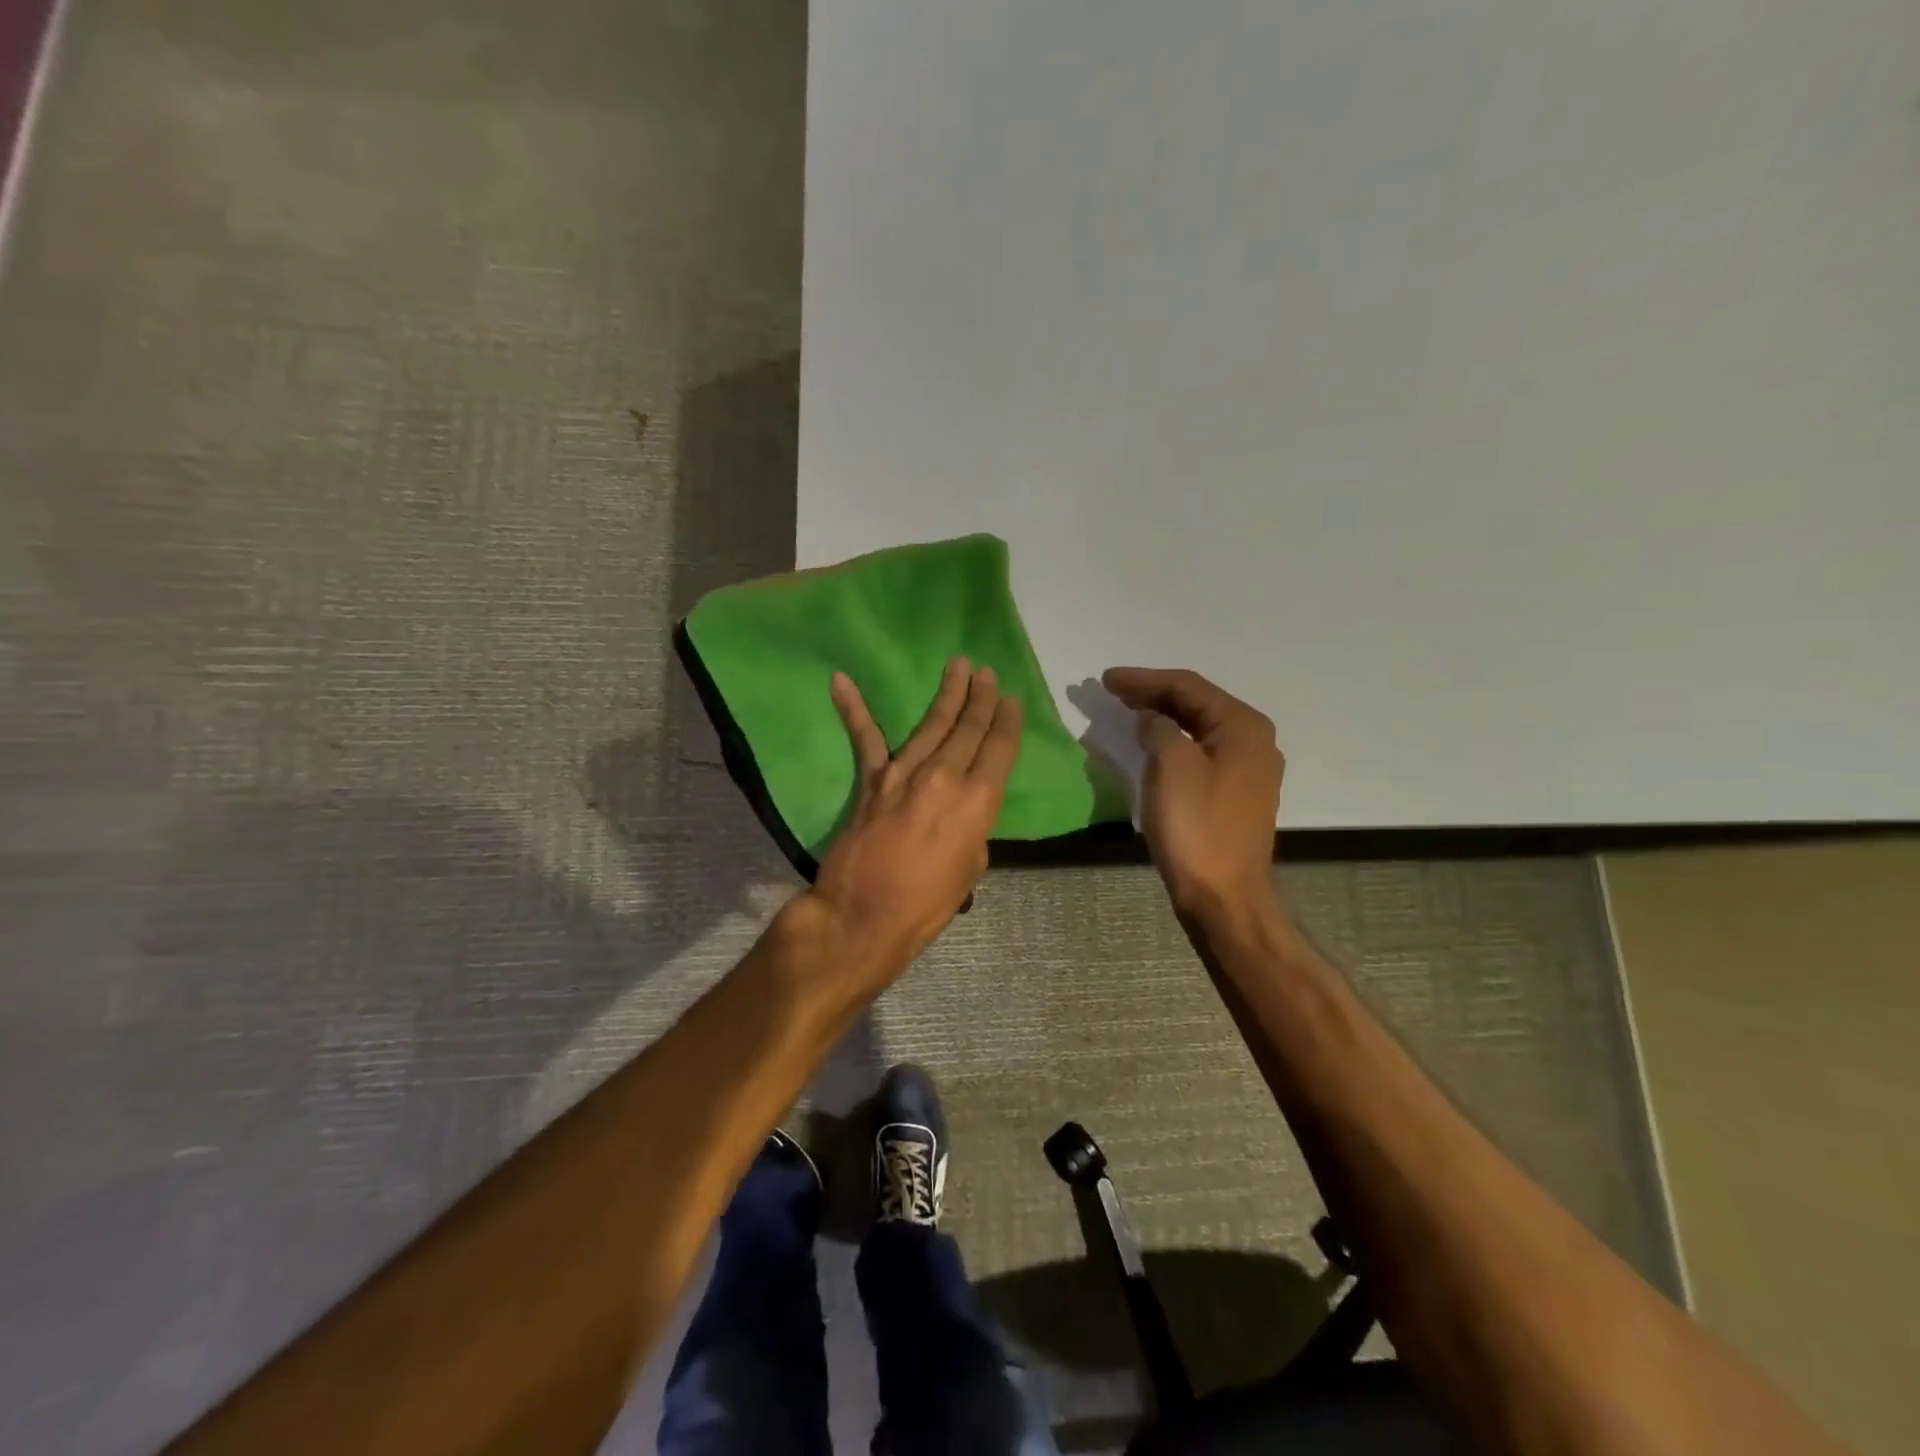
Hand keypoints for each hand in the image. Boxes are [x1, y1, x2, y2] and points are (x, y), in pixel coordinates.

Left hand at [805, 657, 1023, 980]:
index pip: (999, 750)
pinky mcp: (872, 780)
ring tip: (957, 666)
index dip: (1007, 722)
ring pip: (931, 724)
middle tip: (986, 672)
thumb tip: (963, 809)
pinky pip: (865, 738)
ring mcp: (904, 774)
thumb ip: (972, 828)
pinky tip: (841, 680)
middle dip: (980, 698)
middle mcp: (944, 778)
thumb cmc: (926, 904)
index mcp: (976, 802)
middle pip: (968, 729)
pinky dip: (853, 708)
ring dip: (946, 694)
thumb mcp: (970, 867)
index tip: (1011, 699)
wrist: (864, 916)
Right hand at [1101, 667, 1282, 923]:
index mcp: (1242, 727)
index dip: (1144, 679)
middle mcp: (1253, 741)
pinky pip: (1201, 752)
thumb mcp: (1171, 766)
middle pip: (1197, 703)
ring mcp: (1249, 770)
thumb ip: (1159, 728)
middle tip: (1112, 691)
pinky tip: (1153, 744)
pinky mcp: (1236, 794)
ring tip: (1127, 710)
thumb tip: (1153, 720)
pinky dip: (1174, 742)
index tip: (1105, 680)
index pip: (1188, 687)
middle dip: (1153, 694)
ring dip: (1163, 717)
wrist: (1223, 897)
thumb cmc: (1196, 827)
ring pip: (1199, 728)